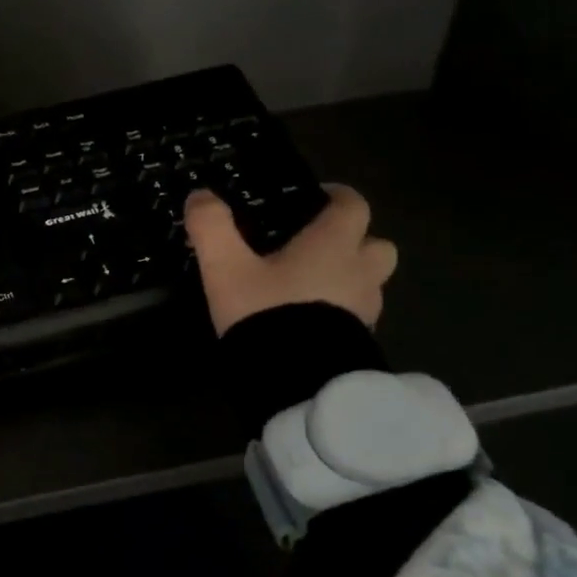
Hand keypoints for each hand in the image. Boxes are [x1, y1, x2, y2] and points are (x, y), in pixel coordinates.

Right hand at [185, 186, 397, 335]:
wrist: (295, 381)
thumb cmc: (265, 312)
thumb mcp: (225, 268)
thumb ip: (212, 227)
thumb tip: (199, 196)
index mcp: (332, 245)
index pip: (352, 206)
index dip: (337, 197)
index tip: (319, 197)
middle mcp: (359, 272)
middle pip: (376, 245)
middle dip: (355, 241)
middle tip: (320, 247)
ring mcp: (365, 311)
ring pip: (370, 283)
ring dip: (351, 279)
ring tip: (312, 288)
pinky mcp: (359, 343)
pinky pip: (357, 316)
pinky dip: (341, 313)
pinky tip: (310, 323)